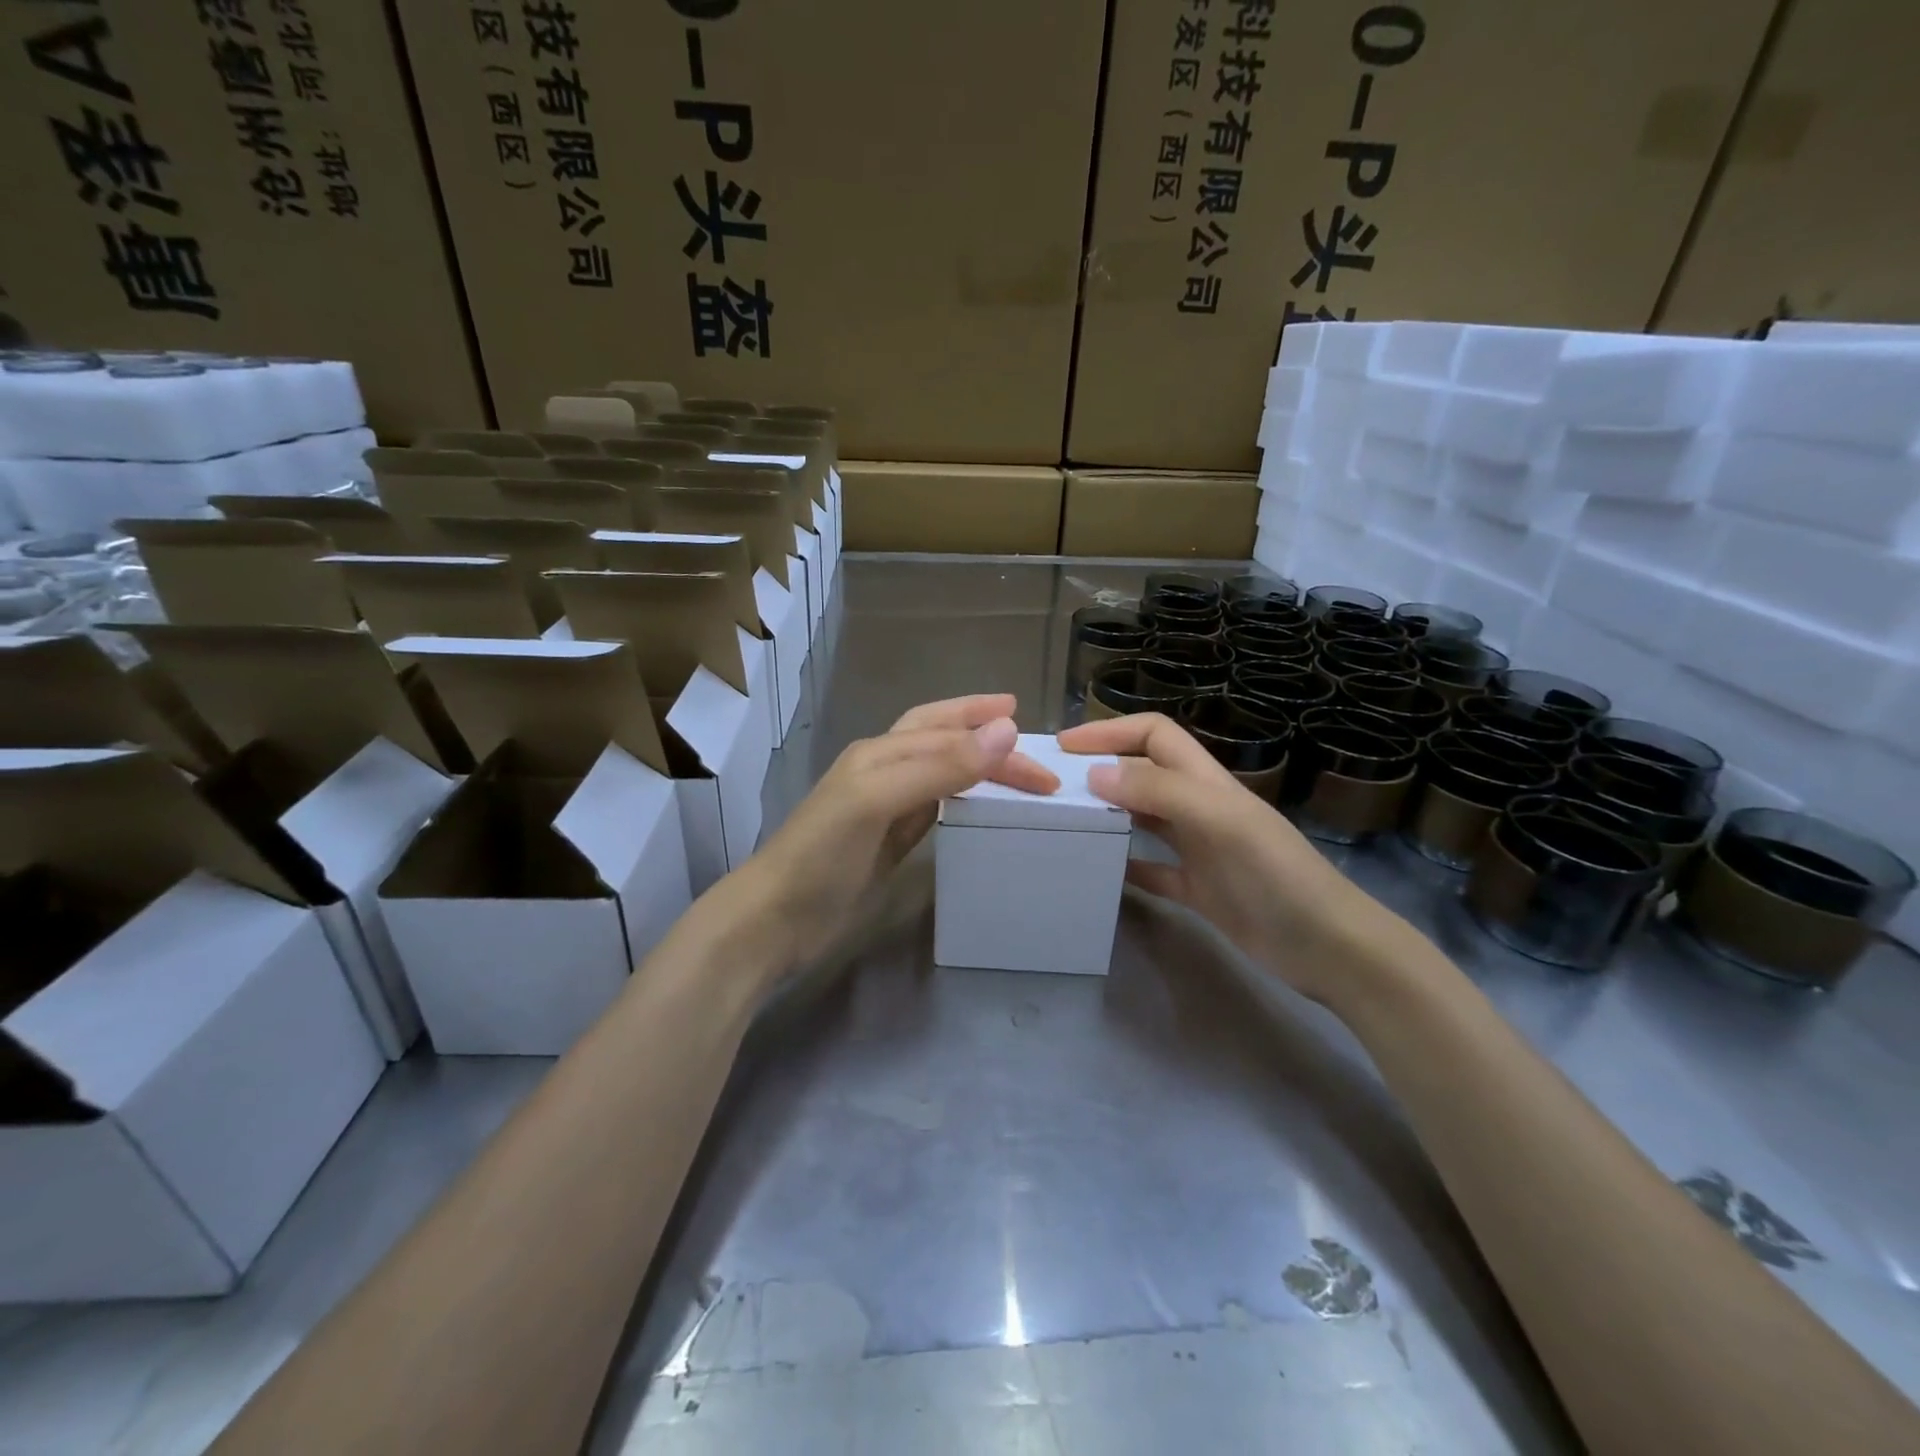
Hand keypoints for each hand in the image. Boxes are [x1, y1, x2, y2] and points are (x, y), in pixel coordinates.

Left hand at [739, 694, 1058, 969]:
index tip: (1031, 733)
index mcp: (879, 752)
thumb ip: (940, 766)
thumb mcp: (879, 800)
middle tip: (1037, 764)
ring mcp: (885, 807)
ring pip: (941, 772)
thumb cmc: (822, 854)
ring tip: (1013, 772)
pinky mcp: (888, 842)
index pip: (946, 731)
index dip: (988, 729)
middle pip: (943, 741)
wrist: (776, 919)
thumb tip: (1006, 730)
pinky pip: (935, 808)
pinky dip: (962, 800)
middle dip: (986, 740)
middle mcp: (883, 771)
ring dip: (977, 766)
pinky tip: (975, 807)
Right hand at [1058, 712, 1422, 1007]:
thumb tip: (1097, 774)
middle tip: (1055, 785)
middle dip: (1102, 768)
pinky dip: (1127, 866)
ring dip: (1110, 813)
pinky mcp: (1199, 889)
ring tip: (1068, 821)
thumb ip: (1160, 792)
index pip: (1154, 734)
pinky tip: (1102, 872)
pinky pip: (1154, 870)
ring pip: (1145, 818)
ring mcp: (1200, 850)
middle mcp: (1200, 808)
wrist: (1326, 945)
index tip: (1066, 746)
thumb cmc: (1274, 874)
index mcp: (1206, 782)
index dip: (1111, 731)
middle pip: (1144, 773)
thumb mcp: (1219, 821)